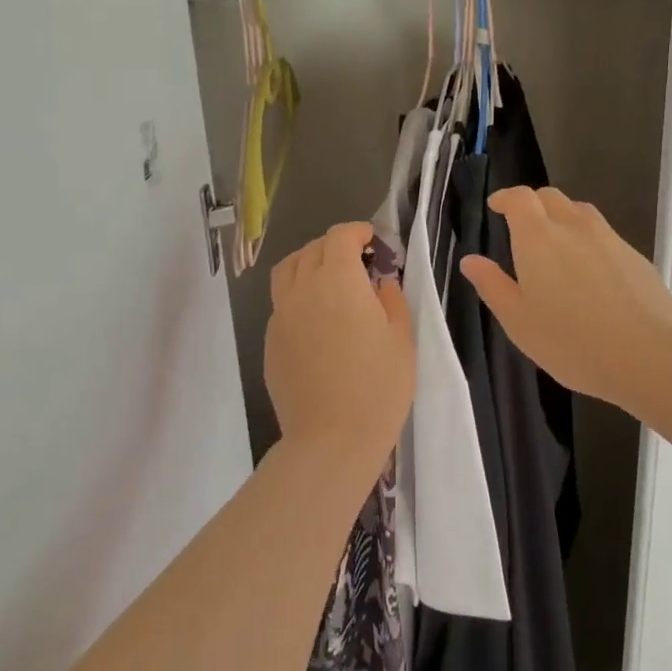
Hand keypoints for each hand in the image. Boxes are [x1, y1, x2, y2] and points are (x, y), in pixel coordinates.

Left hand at [265, 222, 414, 463]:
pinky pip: (281, 303)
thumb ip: (390, 299)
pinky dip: (297, 295)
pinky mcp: (270, 341)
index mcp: (338, 281)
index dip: (357, 231)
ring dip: (308, 263)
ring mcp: (281, 315)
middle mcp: (303, 289)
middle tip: (357, 261)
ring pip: (287, 271)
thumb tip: (379, 282)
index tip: (372, 240)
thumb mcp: (401, 339)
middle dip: (335, 246)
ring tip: (328, 279)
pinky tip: (316, 318)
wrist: (332, 439)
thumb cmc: (378, 387)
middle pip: (312, 249)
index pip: (340, 237)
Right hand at [460, 187, 671, 413]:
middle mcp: (574, 227)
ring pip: (580, 212)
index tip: (496, 206)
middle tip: (521, 227)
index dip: (506, 197)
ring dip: (562, 218)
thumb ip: (492, 286)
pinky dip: (588, 240)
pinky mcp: (636, 257)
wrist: (649, 356)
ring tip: (556, 245)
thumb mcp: (518, 321)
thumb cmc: (571, 342)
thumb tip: (471, 260)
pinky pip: (604, 235)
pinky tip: (589, 273)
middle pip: (550, 198)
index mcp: (538, 238)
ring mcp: (609, 239)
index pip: (520, 198)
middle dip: (532, 204)